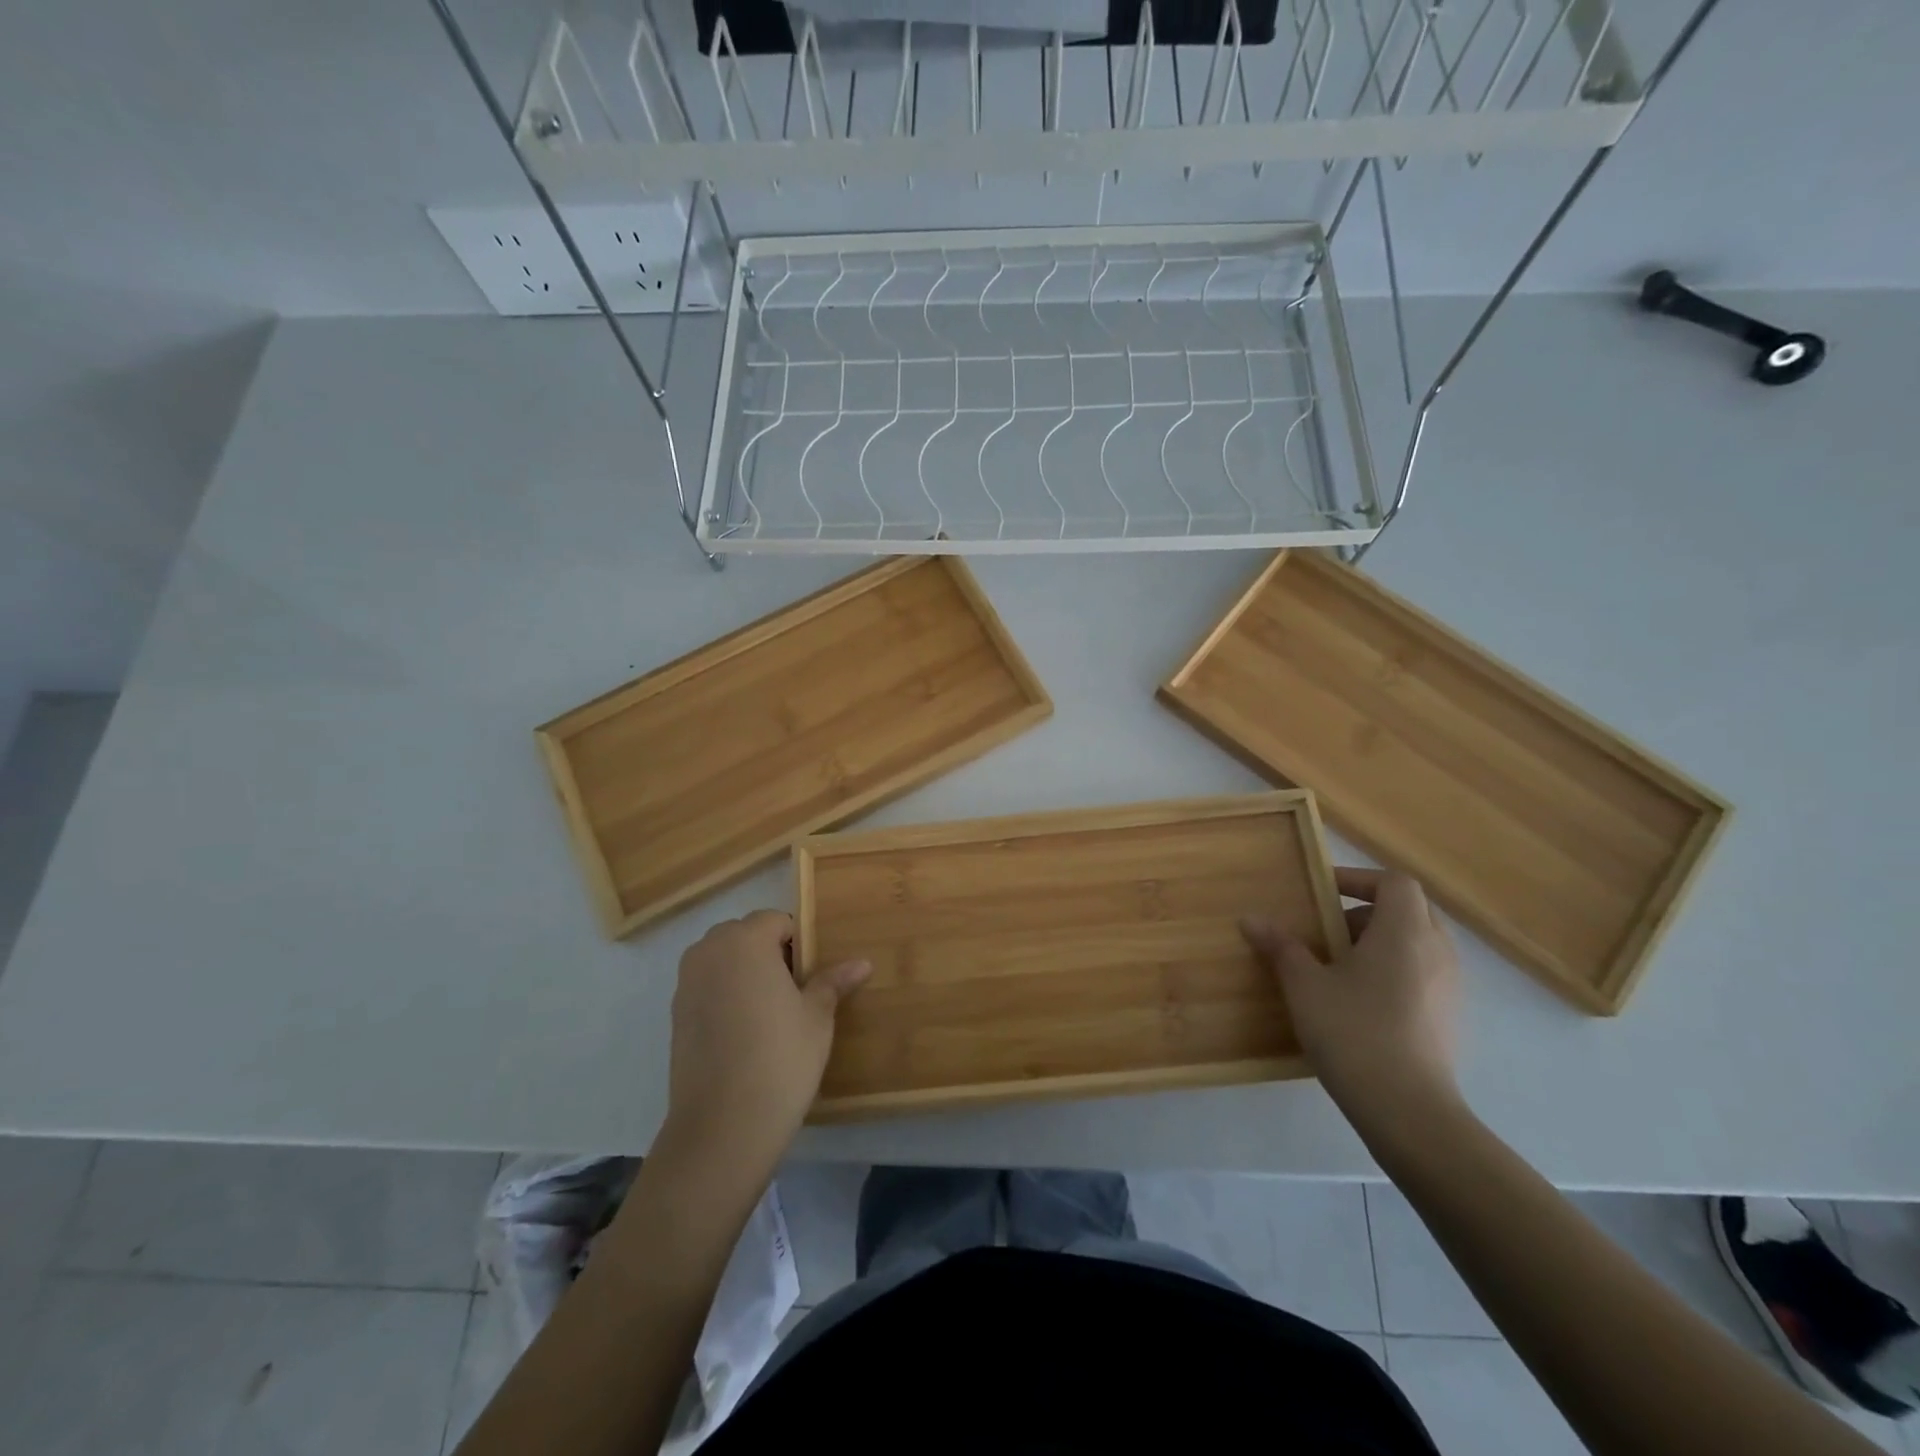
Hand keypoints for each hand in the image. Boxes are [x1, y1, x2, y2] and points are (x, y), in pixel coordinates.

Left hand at [664, 910, 870, 1163]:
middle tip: (794, 992)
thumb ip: (833, 982)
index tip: (811, 975)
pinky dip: (725, 996)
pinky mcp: (674, 1015)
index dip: (799, 943)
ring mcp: (686, 983)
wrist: (723, 1126)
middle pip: (745, 935)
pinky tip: (744, 1033)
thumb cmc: (780, 1058)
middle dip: (769, 953)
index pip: (776, 921)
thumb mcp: (817, 1017)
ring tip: (770, 1013)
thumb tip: (862, 963)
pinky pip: (707, 987)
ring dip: (745, 973)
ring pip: (723, 961)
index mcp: (744, 941)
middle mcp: (708, 951)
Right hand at [1241, 868, 1461, 1120]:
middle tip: (1328, 931)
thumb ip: (1281, 946)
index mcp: (1404, 930)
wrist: (1408, 1109)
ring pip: (1418, 943)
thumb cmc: (1353, 1030)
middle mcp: (1437, 950)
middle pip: (1410, 909)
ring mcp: (1451, 985)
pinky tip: (1362, 1003)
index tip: (1323, 893)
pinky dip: (1395, 972)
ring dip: (1380, 943)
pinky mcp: (1451, 1017)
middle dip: (1367, 912)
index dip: (1359, 879)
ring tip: (1340, 968)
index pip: (1394, 882)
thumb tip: (1251, 919)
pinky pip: (1424, 974)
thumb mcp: (1304, 984)